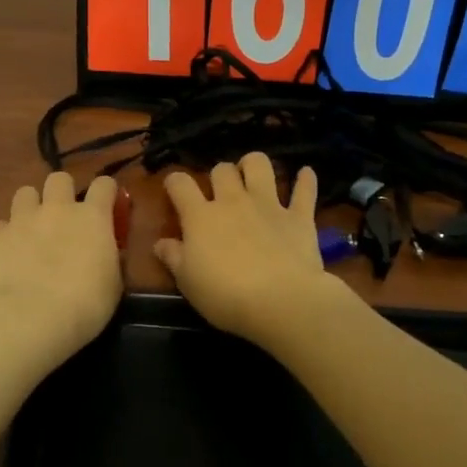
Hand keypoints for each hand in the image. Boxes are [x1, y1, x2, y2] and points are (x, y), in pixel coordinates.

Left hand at [0, 172, 123, 364]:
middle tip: (64, 216)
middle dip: (62, 192)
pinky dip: (6, 236)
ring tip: (32, 229)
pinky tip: (9, 255)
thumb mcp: (113, 283)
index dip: (107, 191)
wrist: (32, 319)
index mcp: (92, 218)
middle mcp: (57, 209)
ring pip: (24, 193)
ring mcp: (22, 220)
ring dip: (31, 207)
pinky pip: (0, 226)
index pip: (104, 185)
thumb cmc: (85, 305)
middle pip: (59, 179)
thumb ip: (110, 258)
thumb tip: (106, 250)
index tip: (107, 204)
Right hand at [154, 153, 343, 344]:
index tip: (174, 190)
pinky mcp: (299, 216)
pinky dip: (305, 180)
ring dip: (254, 165)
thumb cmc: (226, 295)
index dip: (174, 182)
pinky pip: (304, 190)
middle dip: (219, 175)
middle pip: (222, 170)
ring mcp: (269, 205)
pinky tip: (305, 174)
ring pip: (260, 165)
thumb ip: (173, 258)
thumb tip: (160, 242)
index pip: (180, 184)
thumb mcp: (188, 282)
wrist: (281, 301)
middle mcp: (233, 201)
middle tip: (220, 192)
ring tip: (253, 175)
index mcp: (201, 216)